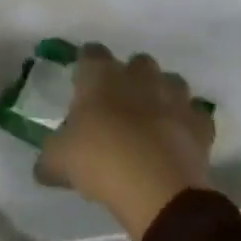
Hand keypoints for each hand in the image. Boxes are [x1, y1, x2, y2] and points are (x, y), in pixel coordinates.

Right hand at [36, 44, 215, 240]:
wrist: (156, 188)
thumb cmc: (99, 160)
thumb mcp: (59, 160)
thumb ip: (49, 157)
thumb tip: (41, 167)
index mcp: (100, 74)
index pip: (91, 52)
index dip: (87, 65)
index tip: (82, 81)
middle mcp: (138, 75)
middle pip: (137, 62)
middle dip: (131, 78)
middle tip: (119, 104)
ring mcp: (173, 96)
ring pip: (170, 82)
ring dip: (163, 95)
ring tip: (153, 120)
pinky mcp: (199, 123)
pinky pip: (195, 115)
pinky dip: (189, 124)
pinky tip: (179, 140)